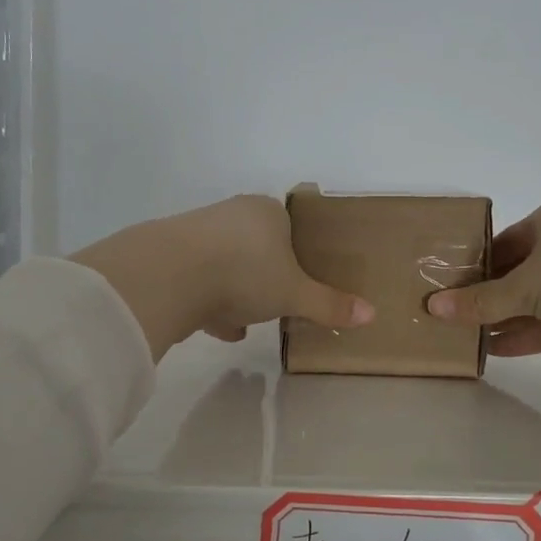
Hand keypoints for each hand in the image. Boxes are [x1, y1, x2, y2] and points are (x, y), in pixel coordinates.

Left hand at [71, 196, 373, 359]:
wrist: (170, 274)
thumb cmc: (246, 273)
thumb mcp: (294, 294)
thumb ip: (329, 305)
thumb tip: (371, 314)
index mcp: (267, 212)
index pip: (288, 227)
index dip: (296, 256)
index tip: (298, 283)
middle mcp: (232, 213)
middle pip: (255, 246)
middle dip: (264, 277)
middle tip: (275, 304)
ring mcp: (197, 232)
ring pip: (226, 264)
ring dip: (235, 293)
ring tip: (245, 324)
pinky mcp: (169, 254)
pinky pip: (199, 279)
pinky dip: (210, 302)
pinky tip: (218, 328)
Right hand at [426, 196, 540, 364]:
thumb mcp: (527, 284)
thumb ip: (481, 300)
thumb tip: (432, 308)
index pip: (502, 243)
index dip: (473, 267)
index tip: (445, 290)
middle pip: (518, 273)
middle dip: (487, 298)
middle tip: (450, 319)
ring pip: (537, 301)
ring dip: (506, 320)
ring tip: (465, 339)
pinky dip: (529, 335)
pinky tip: (497, 350)